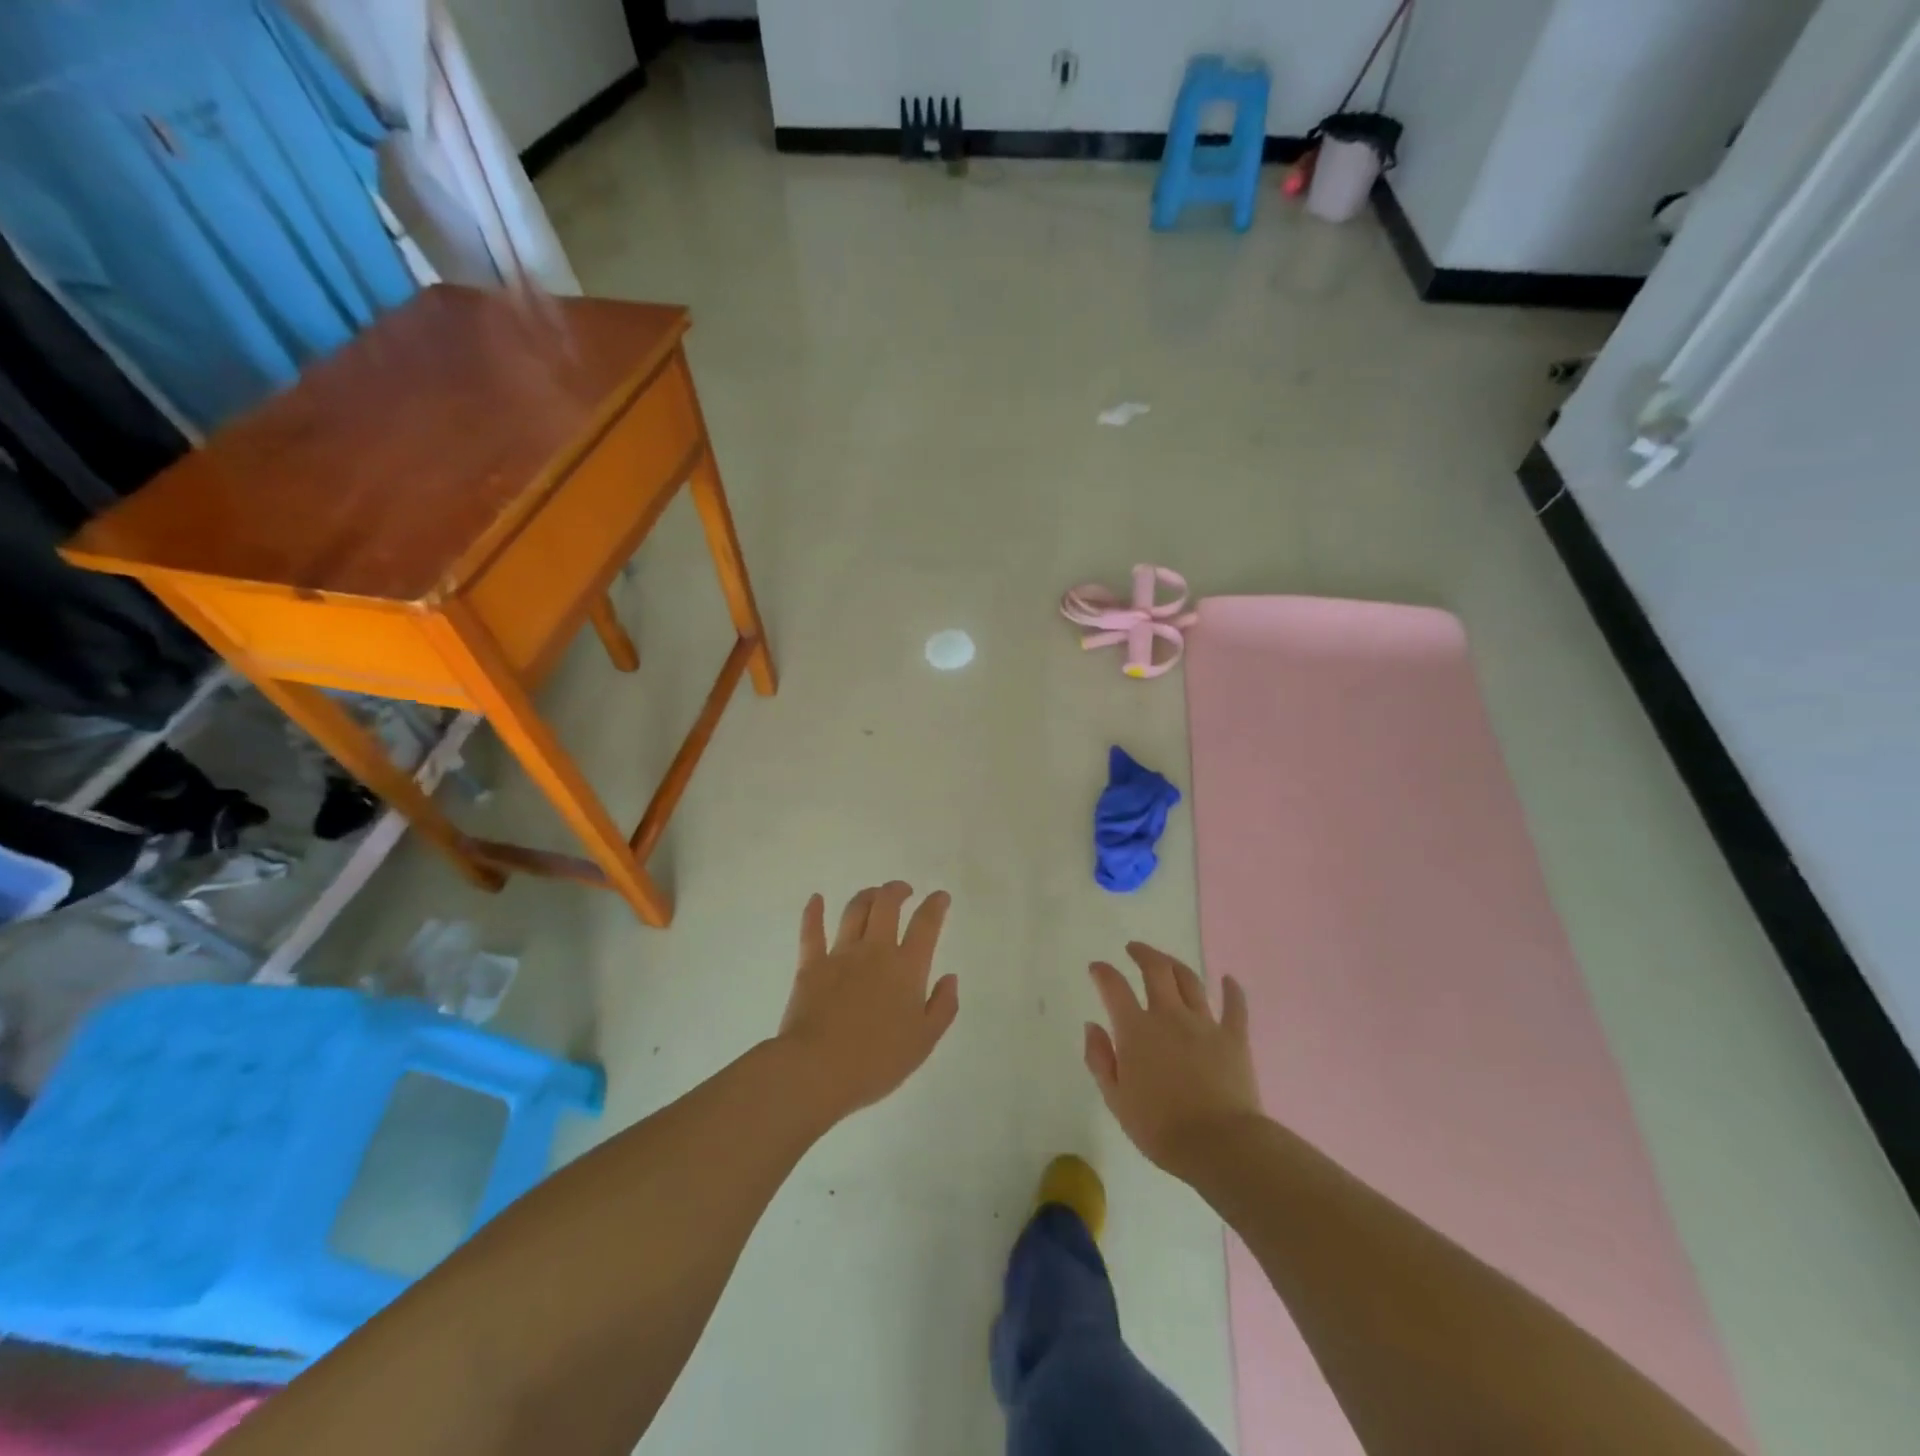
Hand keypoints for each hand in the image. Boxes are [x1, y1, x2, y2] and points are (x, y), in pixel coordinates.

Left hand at [775, 882, 958, 1123]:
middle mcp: (875, 951)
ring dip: (867, 896)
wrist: (818, 1070)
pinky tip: (816, 898)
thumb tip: (950, 977)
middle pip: (887, 905)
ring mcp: (840, 954)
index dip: (935, 905)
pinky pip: (811, 931)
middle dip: (897, 890)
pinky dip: (814, 911)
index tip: (940, 897)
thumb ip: (943, 1007)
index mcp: (907, 968)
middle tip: (904, 890)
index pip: (926, 924)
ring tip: (874, 894)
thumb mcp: (924, 1042)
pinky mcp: (811, 965)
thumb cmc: (877, 1061)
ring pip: (854, 910)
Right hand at [1084, 943, 1262, 1175]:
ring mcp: (1204, 1023)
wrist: (1219, 1145)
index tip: (1097, 968)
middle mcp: (1169, 1016)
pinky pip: (1235, 1006)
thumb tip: (1093, 1026)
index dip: (1103, 972)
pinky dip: (1232, 990)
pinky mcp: (1234, 1037)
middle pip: (1156, 970)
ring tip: (1167, 961)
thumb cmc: (1160, 1127)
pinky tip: (1229, 979)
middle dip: (1142, 953)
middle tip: (1134, 949)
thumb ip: (1100, 1059)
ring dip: (1175, 965)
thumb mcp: (1116, 1099)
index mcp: (1136, 1030)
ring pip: (1190, 981)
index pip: (1114, 987)